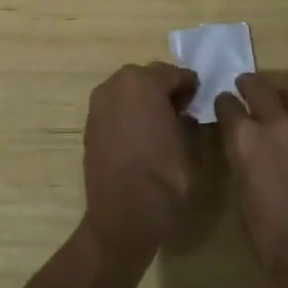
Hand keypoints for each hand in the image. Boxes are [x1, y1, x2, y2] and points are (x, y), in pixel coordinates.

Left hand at [82, 62, 199, 260]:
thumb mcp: (189, 144)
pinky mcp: (89, 126)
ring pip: (126, 92)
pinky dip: (127, 115)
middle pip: (146, 77)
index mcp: (143, 81)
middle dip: (163, 89)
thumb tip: (184, 115)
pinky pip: (114, 110)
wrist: (124, 214)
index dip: (190, 85)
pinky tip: (140, 135)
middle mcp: (116, 85)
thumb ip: (188, 120)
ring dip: (142, 100)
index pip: (174, 73)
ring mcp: (98, 105)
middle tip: (180, 109)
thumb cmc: (165, 175)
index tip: (198, 98)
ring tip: (159, 123)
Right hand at [215, 72, 287, 286]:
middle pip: (260, 86)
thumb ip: (242, 162)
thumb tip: (244, 151)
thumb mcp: (241, 195)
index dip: (224, 104)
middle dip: (250, 85)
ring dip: (280, 106)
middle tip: (246, 88)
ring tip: (277, 117)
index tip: (224, 107)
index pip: (227, 103)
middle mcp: (276, 124)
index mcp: (244, 138)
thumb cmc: (269, 237)